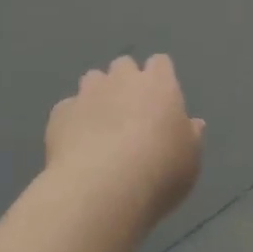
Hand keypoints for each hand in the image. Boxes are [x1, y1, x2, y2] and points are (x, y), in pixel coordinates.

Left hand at [45, 54, 203, 228]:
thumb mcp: (190, 159)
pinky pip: (68, 108)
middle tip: (130, 111)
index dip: (160, 78)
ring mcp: (88, 94)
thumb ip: (190, 136)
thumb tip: (192, 124)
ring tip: (100, 125)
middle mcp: (122, 79)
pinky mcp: (60, 113)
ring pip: (92, 80)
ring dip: (97, 95)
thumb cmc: (160, 171)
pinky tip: (76, 144)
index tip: (161, 99)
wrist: (102, 188)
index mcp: (159, 84)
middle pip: (124, 65)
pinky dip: (73, 120)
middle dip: (125, 81)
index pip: (160, 63)